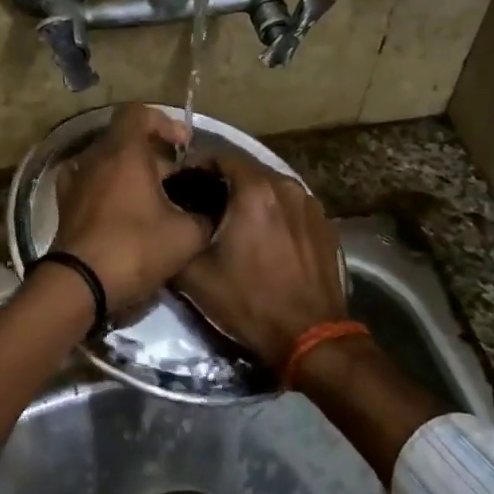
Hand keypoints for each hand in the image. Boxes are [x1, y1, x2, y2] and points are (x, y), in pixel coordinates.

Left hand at [52, 104, 211, 310]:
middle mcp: (94, 157)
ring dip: (131, 173)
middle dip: (153, 155)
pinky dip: (110, 189)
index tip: (183, 146)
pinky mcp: (64, 204)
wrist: (79, 285)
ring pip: (108, 162)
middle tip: (176, 183)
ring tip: (154, 200)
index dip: (164, 122)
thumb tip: (211, 209)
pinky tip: (125, 213)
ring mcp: (75, 180)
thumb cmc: (135, 249)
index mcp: (123, 152)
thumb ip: (204, 215)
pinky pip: (92, 183)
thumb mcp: (186, 235)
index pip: (138, 113)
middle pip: (125, 139)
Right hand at [172, 152, 345, 370]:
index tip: (183, 185)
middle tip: (204, 205)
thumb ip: (177, 238)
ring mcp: (311, 205)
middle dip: (224, 182)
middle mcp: (286, 186)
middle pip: (248, 170)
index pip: (220, 156)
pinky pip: (292, 207)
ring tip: (234, 222)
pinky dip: (274, 213)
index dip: (197, 167)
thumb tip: (167, 224)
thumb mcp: (195, 276)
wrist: (311, 337)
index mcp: (255, 190)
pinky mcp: (326, 225)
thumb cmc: (249, 301)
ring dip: (251, 197)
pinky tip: (265, 238)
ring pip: (272, 187)